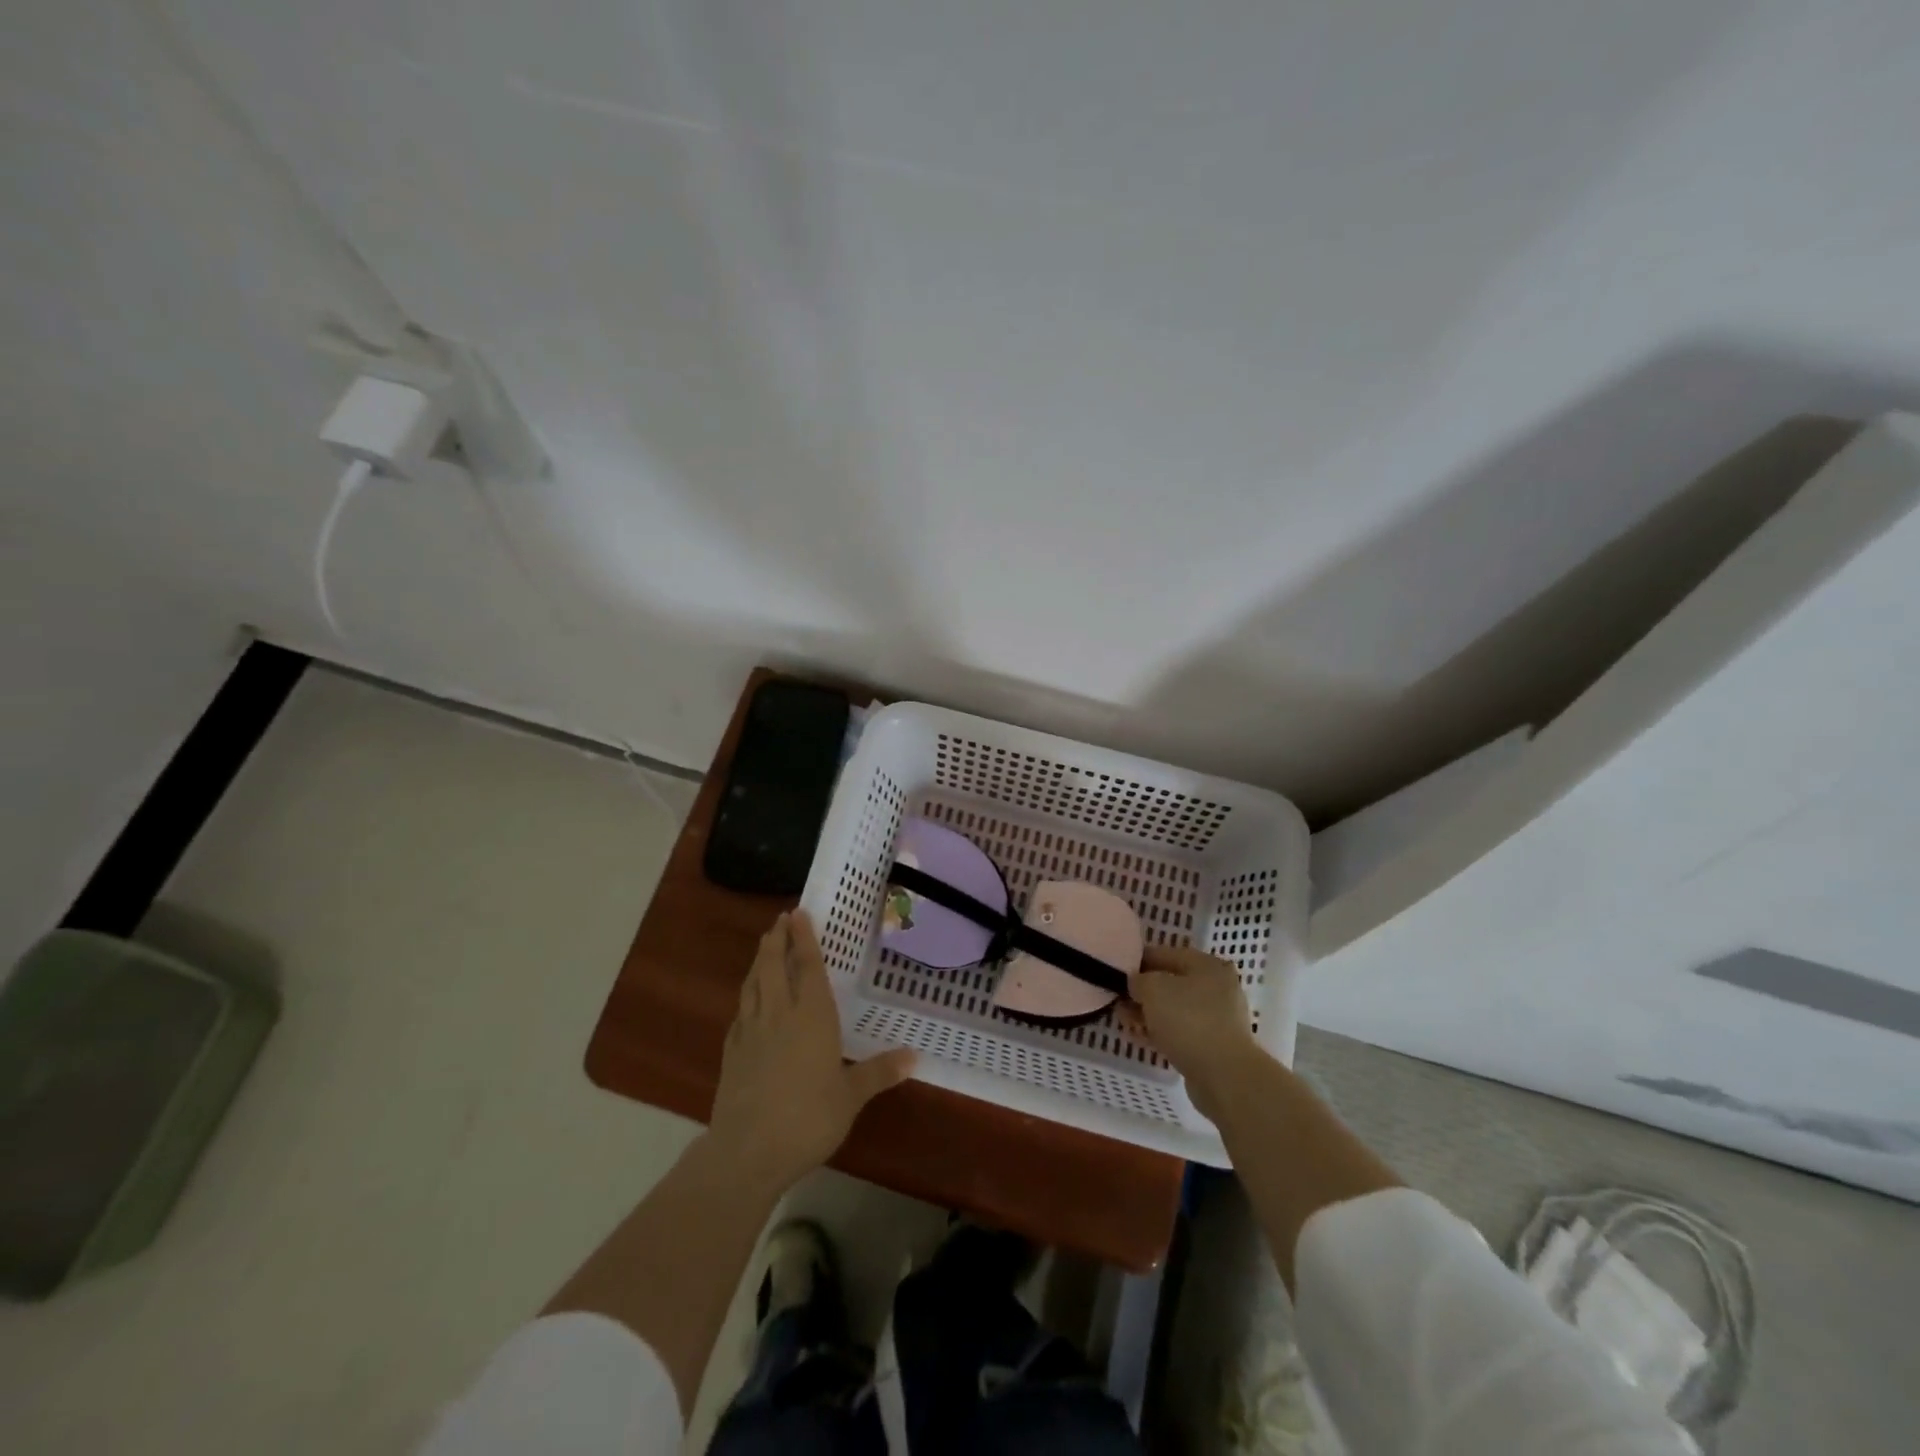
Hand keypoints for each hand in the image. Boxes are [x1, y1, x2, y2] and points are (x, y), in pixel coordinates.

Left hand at [708, 910, 915, 1193]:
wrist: (747, 1151)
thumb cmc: (808, 1118)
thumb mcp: (850, 1097)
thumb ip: (879, 1073)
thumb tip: (915, 1057)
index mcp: (811, 1016)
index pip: (807, 966)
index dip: (804, 938)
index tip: (798, 913)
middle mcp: (779, 1014)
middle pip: (774, 965)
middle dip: (777, 939)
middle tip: (780, 920)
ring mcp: (750, 1031)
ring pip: (753, 983)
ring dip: (759, 960)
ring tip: (764, 946)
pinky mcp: (731, 1052)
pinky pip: (740, 1012)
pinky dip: (746, 996)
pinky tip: (748, 1001)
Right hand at [1131, 945, 1260, 1116]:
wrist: (1224, 1076)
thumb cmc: (1188, 1020)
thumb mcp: (1153, 989)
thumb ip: (1138, 979)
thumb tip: (1136, 984)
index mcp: (1208, 965)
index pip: (1164, 954)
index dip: (1137, 961)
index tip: (1115, 972)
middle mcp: (1217, 987)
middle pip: (1170, 983)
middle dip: (1142, 991)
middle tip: (1117, 1000)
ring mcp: (1218, 1018)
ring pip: (1174, 1009)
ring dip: (1148, 1013)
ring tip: (1124, 1021)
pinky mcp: (1213, 1045)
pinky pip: (1180, 1031)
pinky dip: (1160, 1031)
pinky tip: (1138, 1037)